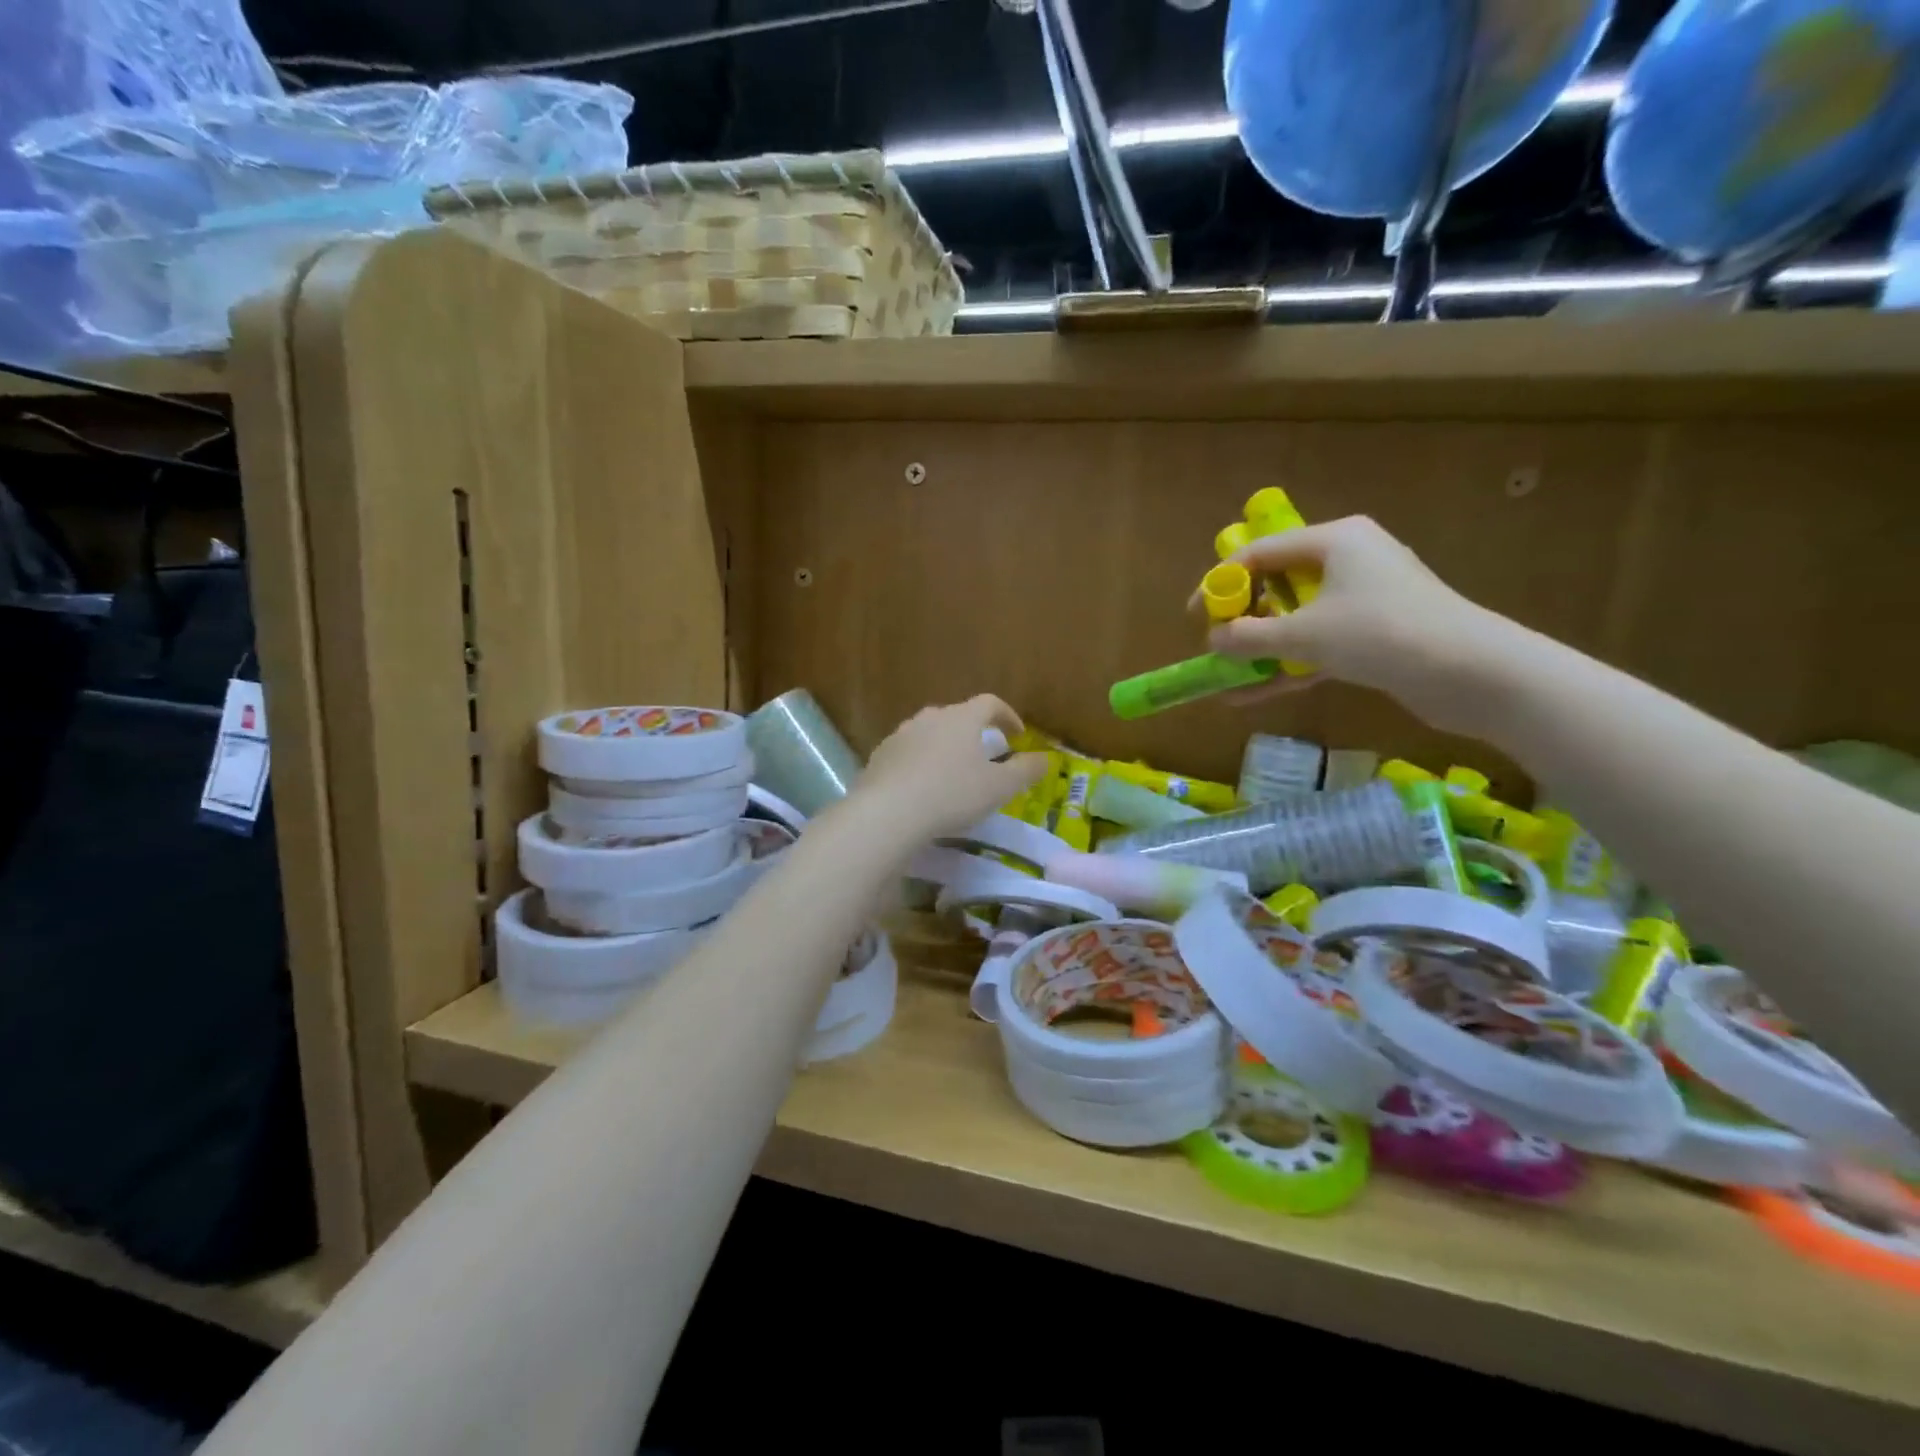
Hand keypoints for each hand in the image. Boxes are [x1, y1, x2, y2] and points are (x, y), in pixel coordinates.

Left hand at [848, 696, 1047, 842]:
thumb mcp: (999, 787)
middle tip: (984, 755)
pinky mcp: (879, 756)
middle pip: (957, 717)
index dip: (1007, 715)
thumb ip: (1025, 770)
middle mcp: (930, 718)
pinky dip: (920, 764)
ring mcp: (900, 735)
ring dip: (944, 748)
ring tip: (952, 774)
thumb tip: (1046, 758)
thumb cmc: (952, 794)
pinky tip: (922, 789)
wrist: (888, 812)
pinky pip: (907, 754)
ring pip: (929, 734)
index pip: (989, 703)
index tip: (1017, 734)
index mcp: (961, 718)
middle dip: (973, 733)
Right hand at [1205, 515, 1515, 731]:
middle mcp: (1350, 561)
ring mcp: (1365, 599)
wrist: (1471, 672)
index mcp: (1335, 540)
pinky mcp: (1376, 634)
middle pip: (1279, 584)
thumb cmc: (1380, 633)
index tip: (1195, 614)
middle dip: (1243, 618)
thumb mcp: (1304, 635)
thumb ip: (1250, 637)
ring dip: (1262, 648)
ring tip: (1226, 676)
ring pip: (1298, 620)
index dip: (1221, 582)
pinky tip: (1253, 695)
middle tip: (1215, 644)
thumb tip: (1213, 641)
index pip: (1261, 552)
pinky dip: (1289, 666)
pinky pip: (1319, 645)